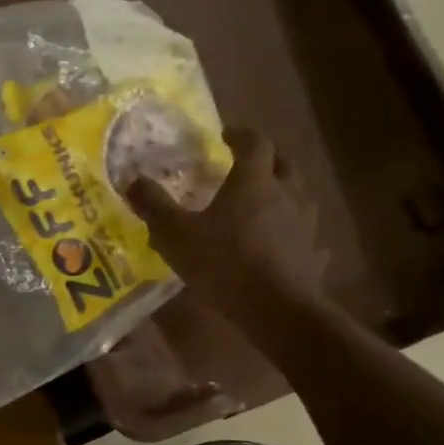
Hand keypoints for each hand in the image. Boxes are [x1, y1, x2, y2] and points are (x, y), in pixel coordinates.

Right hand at [127, 128, 329, 320]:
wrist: (277, 310)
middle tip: (246, 163)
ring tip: (264, 202)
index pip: (255, 142)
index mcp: (253, 182)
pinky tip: (286, 243)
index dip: (241, 134)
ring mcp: (305, 225)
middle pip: (284, 162)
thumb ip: (154, 206)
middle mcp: (286, 194)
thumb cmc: (224, 264)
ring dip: (283, 191)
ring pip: (299, 196)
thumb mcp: (176, 235)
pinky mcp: (312, 254)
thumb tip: (132, 180)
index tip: (225, 135)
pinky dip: (295, 233)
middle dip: (266, 158)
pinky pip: (307, 236)